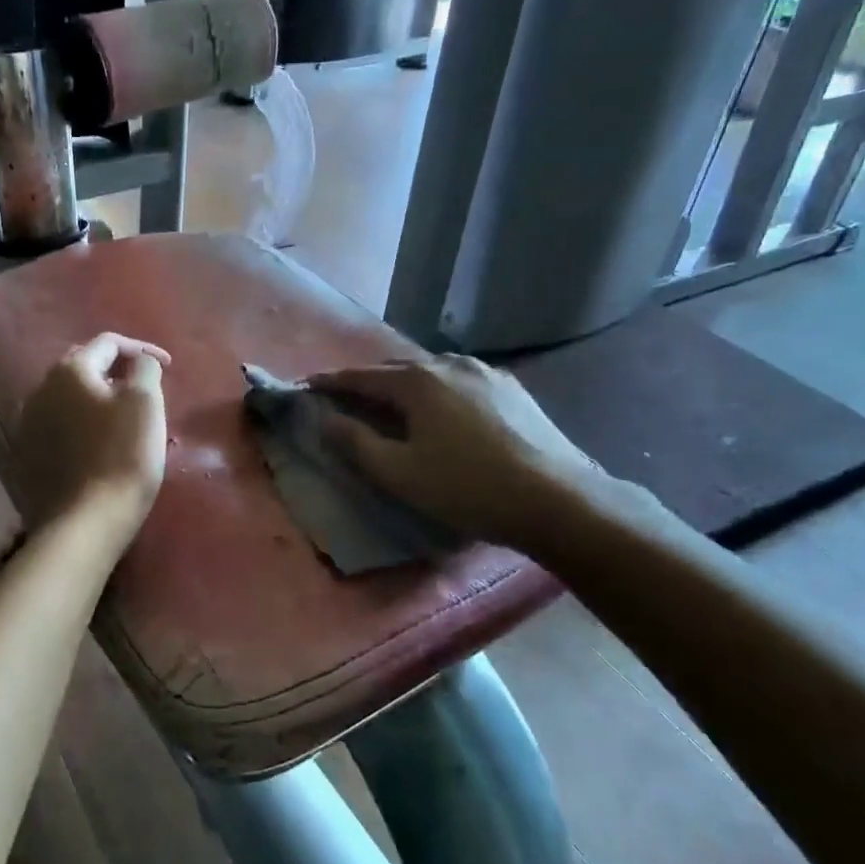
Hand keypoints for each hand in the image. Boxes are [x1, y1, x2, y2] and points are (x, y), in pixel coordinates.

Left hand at [12, 333, 170, 546]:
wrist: (86, 520)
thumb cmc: (124, 456)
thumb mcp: (146, 403)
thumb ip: (144, 369)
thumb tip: (139, 361)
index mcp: (70, 370)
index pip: (108, 343)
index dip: (142, 348)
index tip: (168, 366)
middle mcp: (41, 389)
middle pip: (84, 366)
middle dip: (116, 370)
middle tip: (144, 386)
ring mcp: (29, 423)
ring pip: (69, 397)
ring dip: (97, 397)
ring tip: (123, 414)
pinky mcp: (28, 454)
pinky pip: (60, 425)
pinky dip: (82, 423)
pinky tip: (98, 441)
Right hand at [307, 354, 610, 553]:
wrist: (557, 500)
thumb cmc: (466, 488)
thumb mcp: (398, 473)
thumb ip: (355, 442)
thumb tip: (324, 419)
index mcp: (417, 381)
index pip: (361, 376)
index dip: (330, 383)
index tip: (307, 388)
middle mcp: (450, 364)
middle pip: (396, 369)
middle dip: (367, 382)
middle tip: (346, 399)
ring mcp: (487, 373)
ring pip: (431, 373)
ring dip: (404, 385)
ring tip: (393, 403)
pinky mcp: (513, 389)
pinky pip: (460, 382)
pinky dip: (437, 392)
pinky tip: (443, 410)